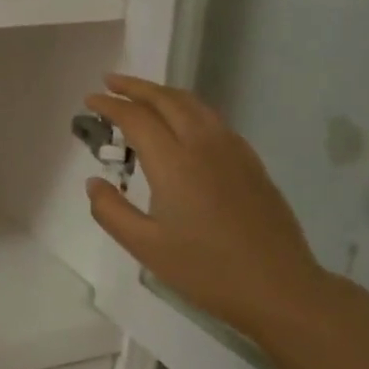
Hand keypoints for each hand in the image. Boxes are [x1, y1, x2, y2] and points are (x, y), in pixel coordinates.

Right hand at [85, 74, 330, 343]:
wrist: (277, 286)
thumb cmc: (205, 270)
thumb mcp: (145, 247)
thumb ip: (110, 211)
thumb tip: (94, 182)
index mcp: (175, 163)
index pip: (137, 118)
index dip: (111, 105)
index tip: (90, 99)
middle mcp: (204, 145)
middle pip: (167, 100)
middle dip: (136, 87)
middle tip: (110, 82)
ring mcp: (233, 151)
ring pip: (194, 105)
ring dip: (163, 93)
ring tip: (142, 95)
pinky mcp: (250, 162)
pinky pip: (213, 120)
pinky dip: (188, 109)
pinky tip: (182, 124)